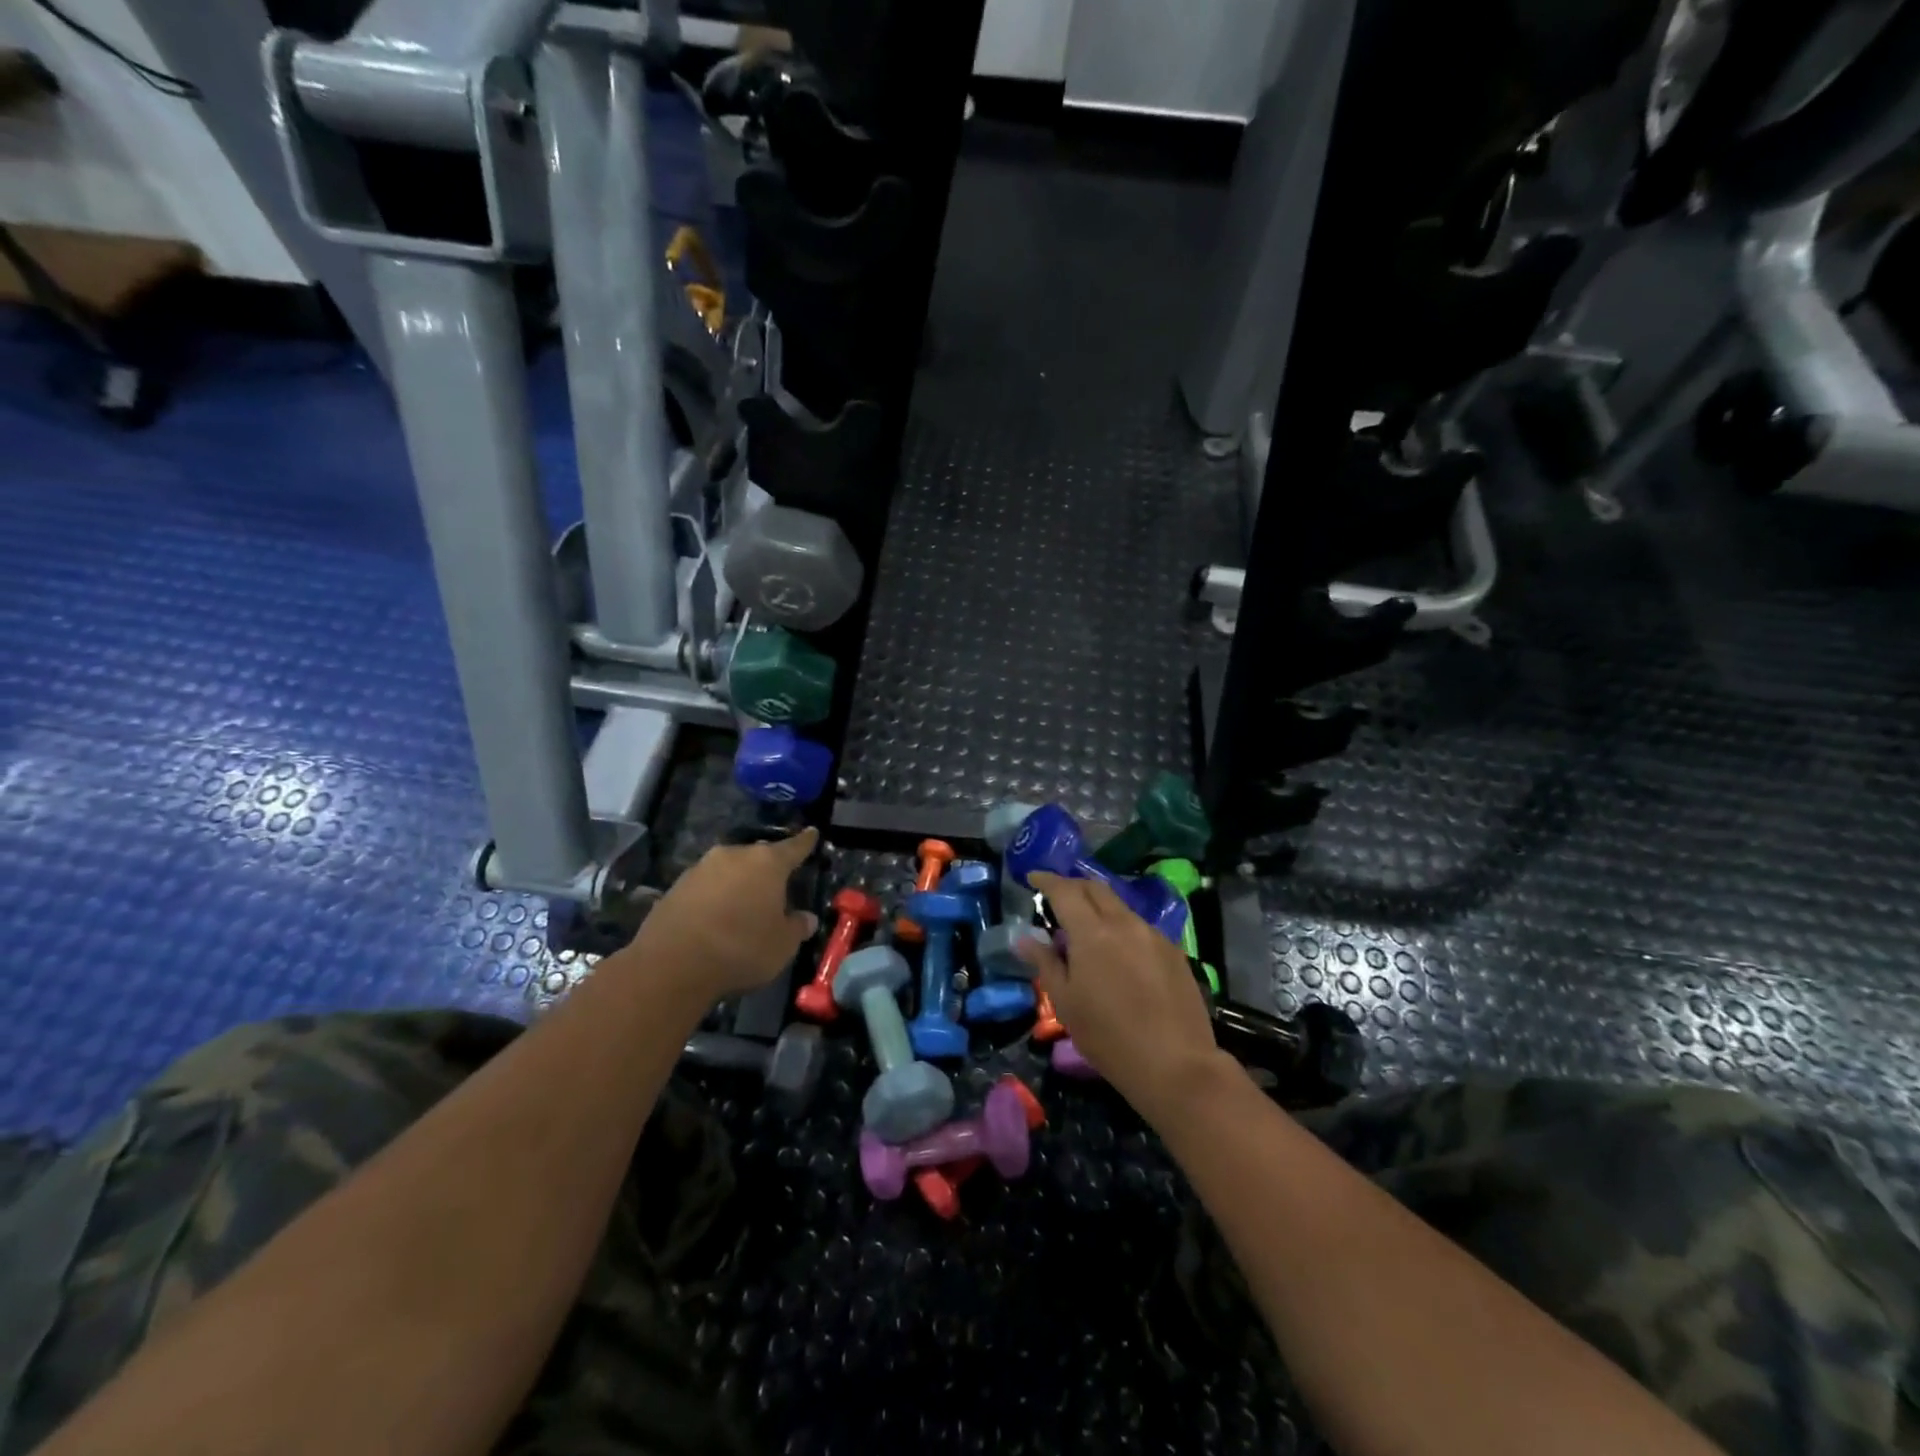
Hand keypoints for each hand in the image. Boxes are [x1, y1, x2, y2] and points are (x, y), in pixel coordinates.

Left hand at [625, 829, 820, 1001]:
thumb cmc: (741, 948)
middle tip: (776, 884)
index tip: (812, 832)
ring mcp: (702, 867)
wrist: (672, 964)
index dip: (805, 842)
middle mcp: (735, 855)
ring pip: (730, 869)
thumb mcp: (782, 945)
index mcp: (768, 863)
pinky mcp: (677, 885)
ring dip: (739, 882)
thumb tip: (807, 919)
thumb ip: (797, 927)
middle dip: (768, 868)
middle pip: (759, 856)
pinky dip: (715, 895)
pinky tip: (716, 916)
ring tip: (744, 904)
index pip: (794, 847)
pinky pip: (707, 885)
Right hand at [1017, 872, 1227, 1121]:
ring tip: (1085, 926)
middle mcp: (1124, 923)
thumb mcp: (1066, 1003)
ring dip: (1098, 906)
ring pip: (1119, 906)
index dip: (1047, 879)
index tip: (1033, 876)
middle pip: (1095, 888)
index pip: (1065, 890)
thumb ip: (1045, 963)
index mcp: (1092, 932)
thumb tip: (1025, 938)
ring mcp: (1153, 934)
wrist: (1176, 1065)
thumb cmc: (1108, 1037)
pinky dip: (1120, 926)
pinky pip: (1139, 926)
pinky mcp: (1173, 950)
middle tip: (1056, 896)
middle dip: (1073, 885)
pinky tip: (1117, 951)